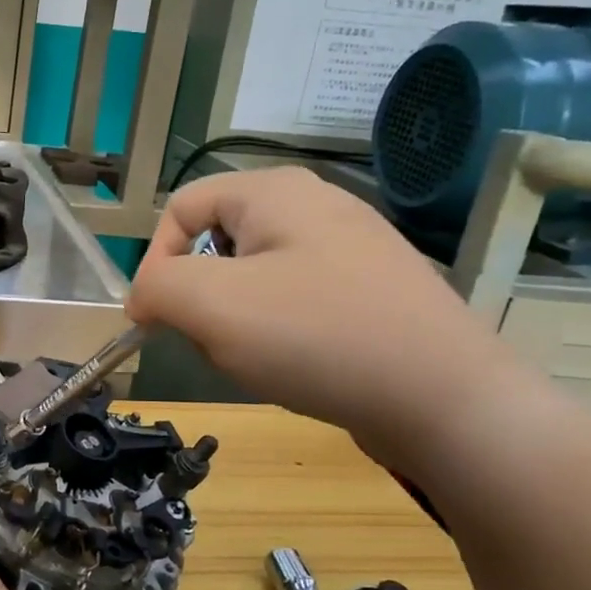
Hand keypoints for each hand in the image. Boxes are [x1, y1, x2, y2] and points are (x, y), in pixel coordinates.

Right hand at [126, 166, 531, 461]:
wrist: (446, 399)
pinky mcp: (372, 288)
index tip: (154, 320)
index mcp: (274, 190)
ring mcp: (350, 246)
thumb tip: (145, 296)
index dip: (155, 262)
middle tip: (215, 340)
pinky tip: (299, 364)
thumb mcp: (212, 306)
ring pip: (253, 276)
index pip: (180, 209)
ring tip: (261, 357)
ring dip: (237, 319)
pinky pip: (296, 298)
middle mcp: (315, 204)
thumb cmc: (316, 337)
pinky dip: (279, 331)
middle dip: (201, 296)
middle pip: (217, 243)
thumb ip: (157, 287)